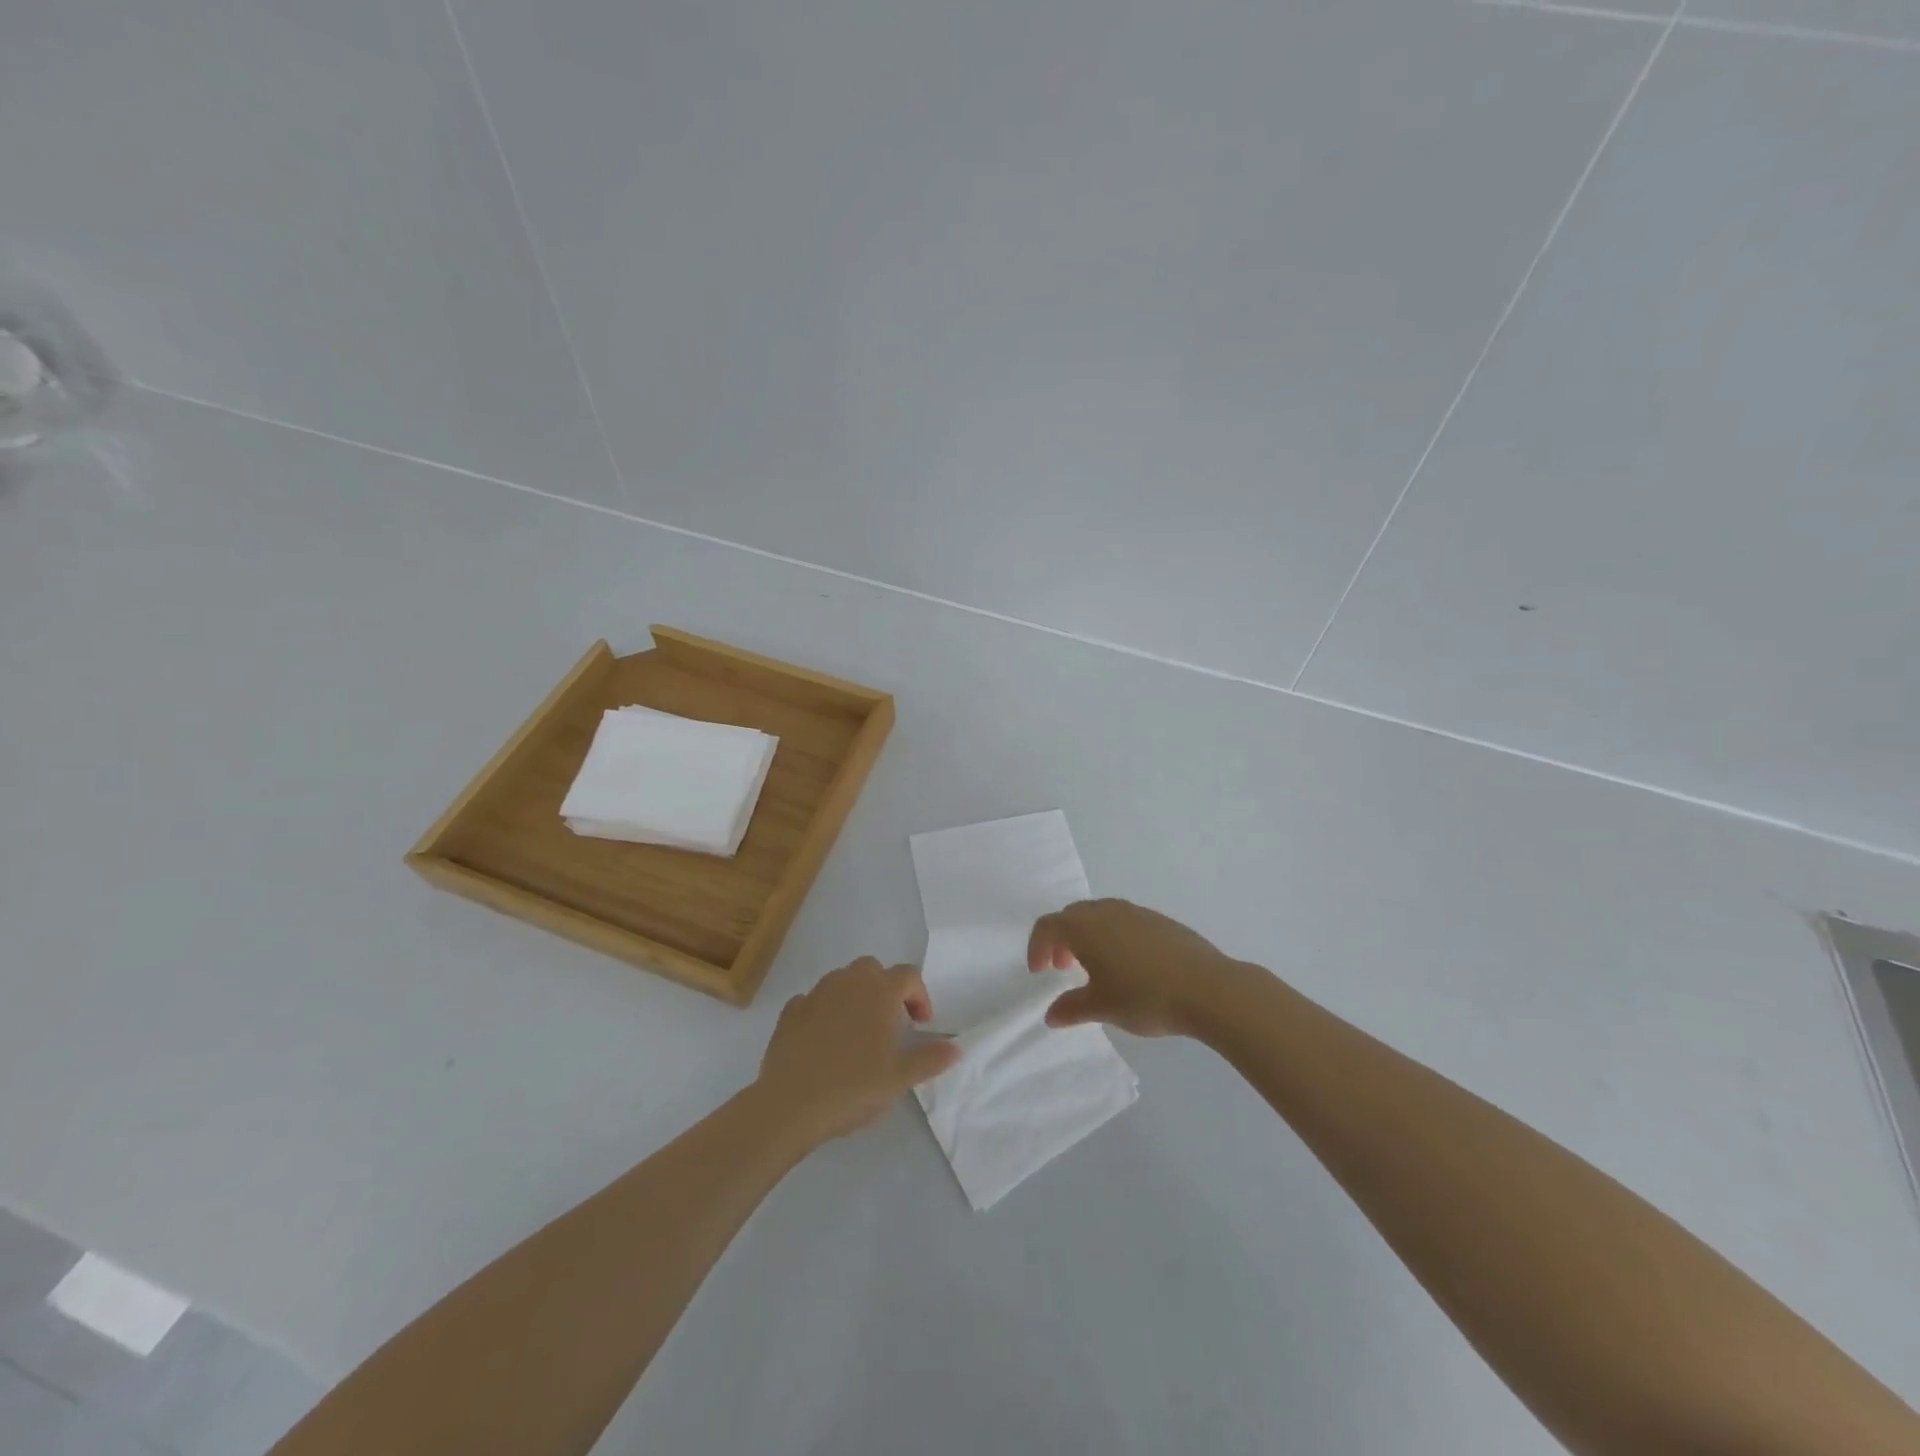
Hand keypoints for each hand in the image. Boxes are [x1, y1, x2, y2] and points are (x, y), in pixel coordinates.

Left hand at [754, 957, 960, 1144]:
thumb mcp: (900, 1078)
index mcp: (879, 992)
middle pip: (873, 969)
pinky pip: (813, 1000)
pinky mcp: (790, 1012)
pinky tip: (824, 1039)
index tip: (920, 1025)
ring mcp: (815, 994)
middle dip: (886, 989)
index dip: (920, 996)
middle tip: (891, 1023)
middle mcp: (848, 982)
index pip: (909, 975)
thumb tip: (956, 1047)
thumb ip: (930, 1059)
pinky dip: (824, 1011)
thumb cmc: (853, 1087)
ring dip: (855, 996)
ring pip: (842, 980)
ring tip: (858, 1032)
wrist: (790, 1104)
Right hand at [1028, 899, 1244, 1037]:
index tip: (1041, 973)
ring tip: (1097, 967)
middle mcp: (1106, 911)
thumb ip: (1071, 1009)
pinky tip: (1130, 966)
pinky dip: (1113, 936)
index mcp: (1084, 927)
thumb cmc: (1145, 997)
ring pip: (1099, 915)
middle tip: (1064, 968)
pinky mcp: (1159, 920)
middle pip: (1072, 916)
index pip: (1048, 926)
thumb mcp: (1102, 1007)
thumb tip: (1051, 1015)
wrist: (1208, 988)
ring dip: (1088, 936)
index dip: (1037, 947)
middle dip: (1061, 939)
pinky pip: (1124, 920)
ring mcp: (1135, 912)